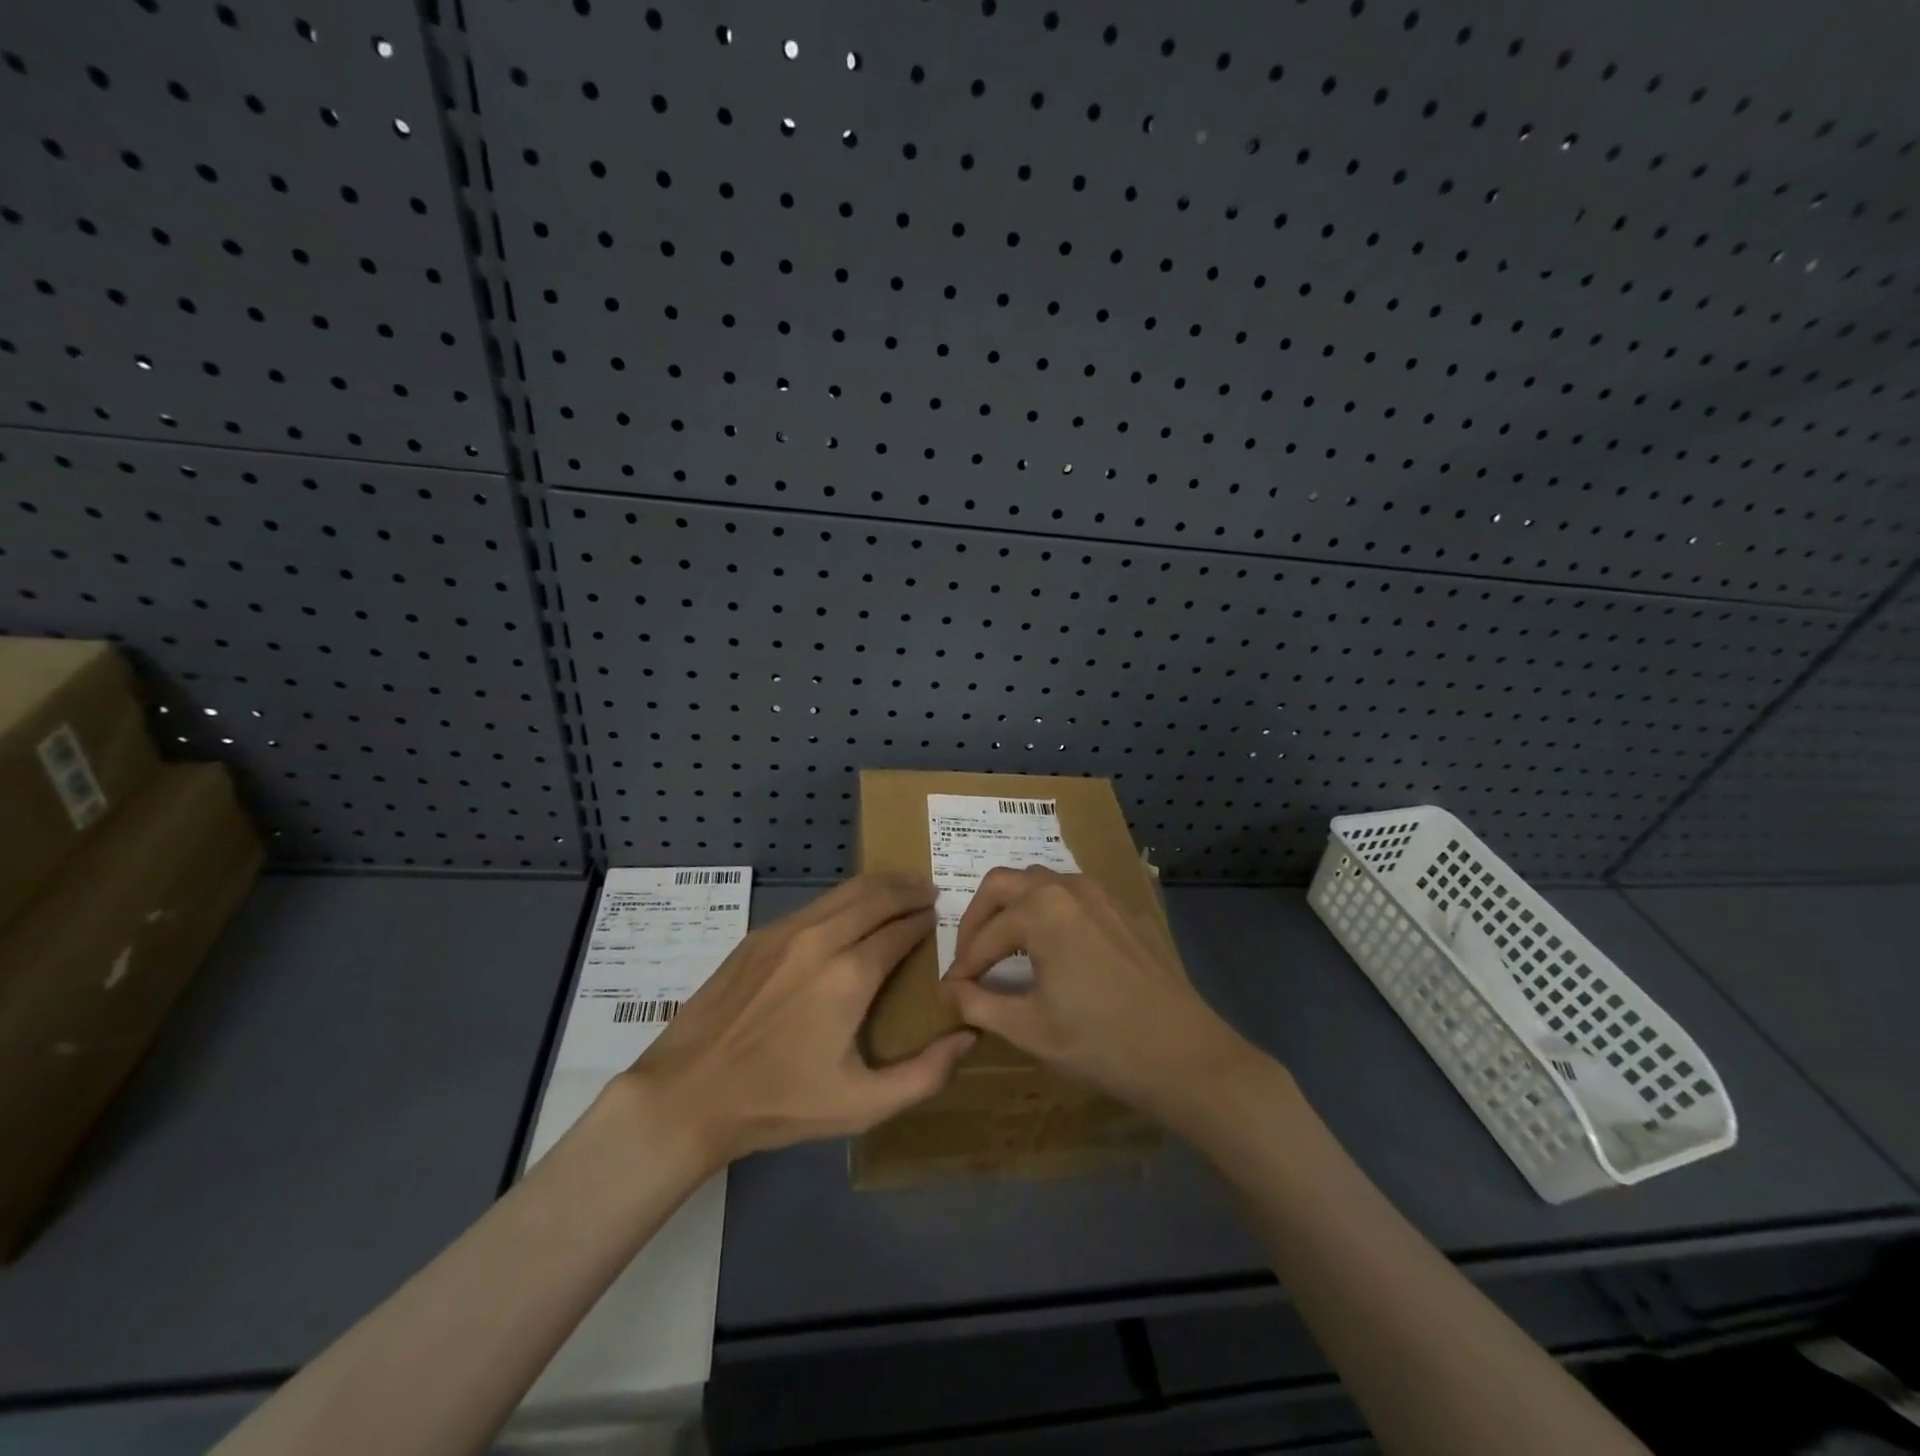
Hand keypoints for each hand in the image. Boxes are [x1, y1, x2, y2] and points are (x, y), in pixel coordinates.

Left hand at [622, 875, 976, 1168]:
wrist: (689, 1094)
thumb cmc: (780, 1103)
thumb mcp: (861, 1105)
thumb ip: (924, 1075)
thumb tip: (967, 1038)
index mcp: (850, 976)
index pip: (901, 930)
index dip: (925, 921)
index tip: (940, 918)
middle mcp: (822, 939)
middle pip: (876, 896)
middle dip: (908, 889)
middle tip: (929, 890)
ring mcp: (785, 932)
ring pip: (844, 892)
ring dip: (878, 886)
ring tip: (898, 889)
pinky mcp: (758, 936)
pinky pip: (814, 905)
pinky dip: (843, 899)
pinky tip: (848, 912)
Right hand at [942, 867, 1251, 1121]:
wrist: (1185, 1055)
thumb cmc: (1099, 1042)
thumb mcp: (1029, 1028)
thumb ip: (979, 1004)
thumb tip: (949, 990)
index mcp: (1041, 910)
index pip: (984, 935)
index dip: (962, 965)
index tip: (950, 992)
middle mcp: (1069, 888)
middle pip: (1004, 883)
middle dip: (978, 916)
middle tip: (970, 955)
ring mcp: (1103, 896)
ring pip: (1042, 883)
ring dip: (1015, 907)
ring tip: (1005, 947)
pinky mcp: (1126, 914)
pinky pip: (1076, 899)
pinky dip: (1051, 914)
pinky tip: (1056, 950)